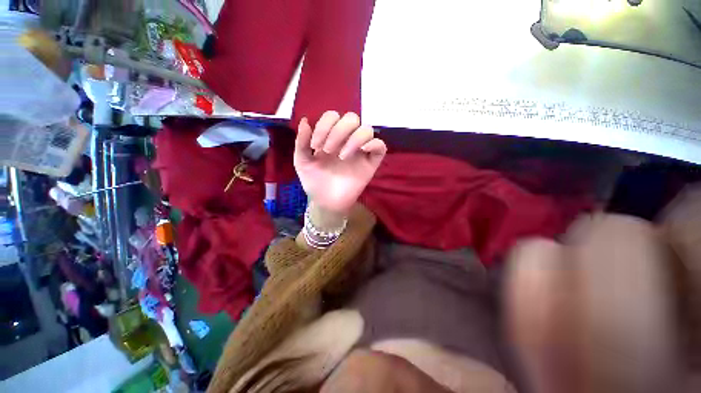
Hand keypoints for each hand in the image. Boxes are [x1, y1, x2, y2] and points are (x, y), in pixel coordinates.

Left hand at [294, 111, 386, 214]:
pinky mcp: (371, 163)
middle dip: (338, 131)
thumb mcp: (302, 162)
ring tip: (342, 156)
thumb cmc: (315, 181)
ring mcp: (360, 151)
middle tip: (327, 150)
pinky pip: (380, 146)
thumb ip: (301, 142)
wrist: (326, 202)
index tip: (315, 146)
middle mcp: (347, 140)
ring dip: (353, 138)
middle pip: (352, 118)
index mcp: (331, 137)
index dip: (324, 125)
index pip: (333, 116)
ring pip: (367, 129)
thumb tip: (305, 120)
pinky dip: (373, 144)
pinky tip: (362, 151)